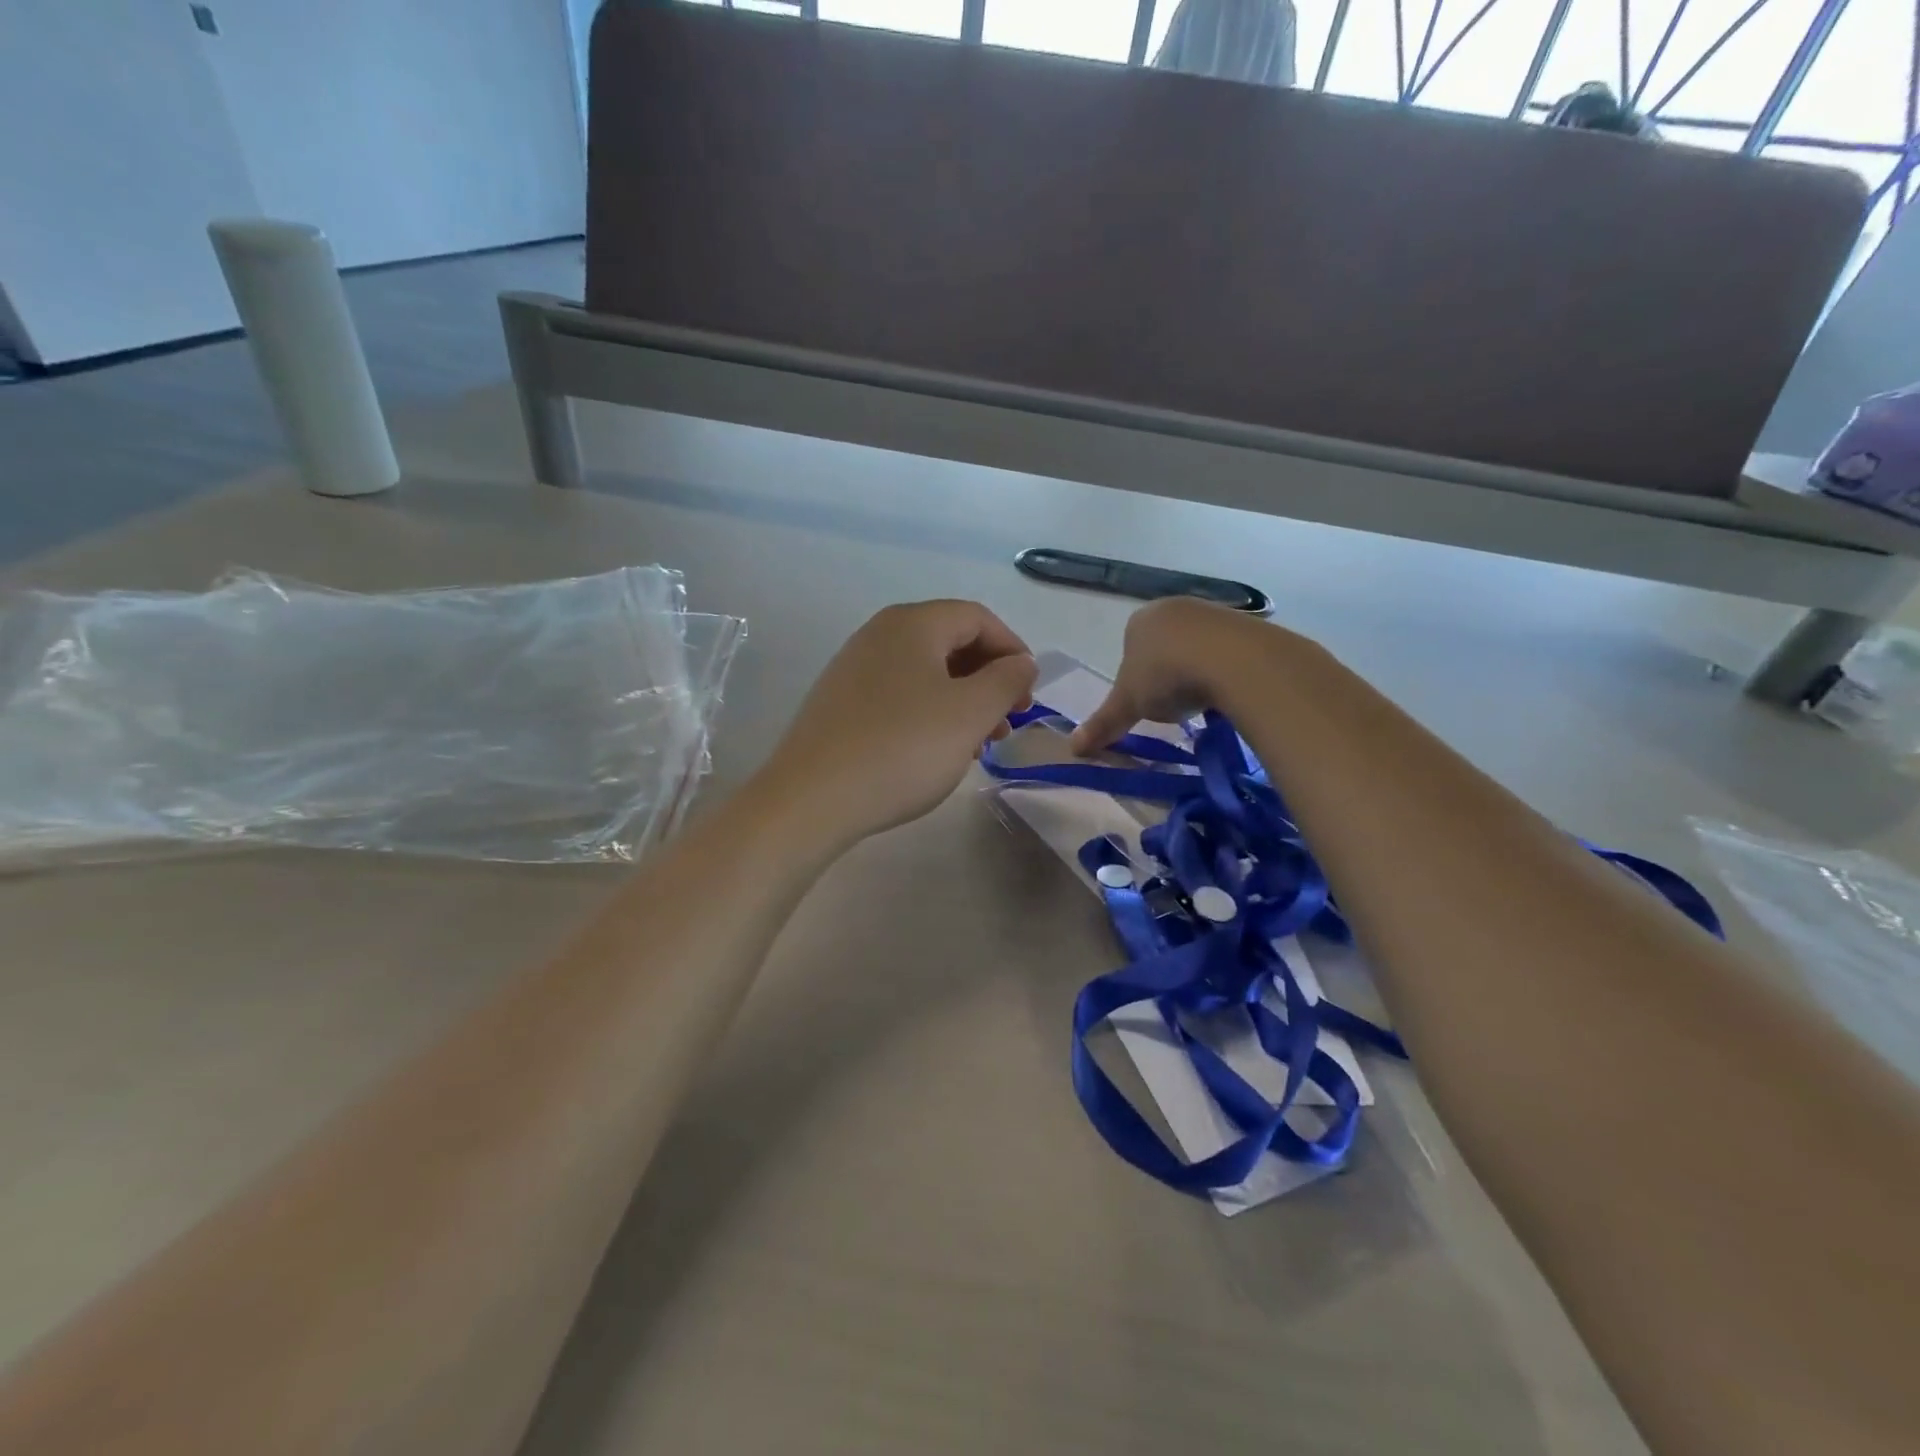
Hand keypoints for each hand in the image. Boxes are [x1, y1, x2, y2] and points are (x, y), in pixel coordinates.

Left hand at [760, 601, 1037, 847]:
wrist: (812, 798)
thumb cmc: (903, 748)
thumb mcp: (970, 713)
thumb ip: (1006, 681)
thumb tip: (1022, 663)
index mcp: (912, 624)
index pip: (977, 618)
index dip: (1013, 650)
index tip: (1029, 694)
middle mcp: (879, 634)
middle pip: (950, 642)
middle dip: (988, 679)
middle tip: (1007, 722)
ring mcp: (853, 668)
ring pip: (925, 672)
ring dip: (962, 701)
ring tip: (978, 745)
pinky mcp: (839, 703)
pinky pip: (898, 695)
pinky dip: (929, 713)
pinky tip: (936, 751)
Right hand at [1071, 596, 1274, 753]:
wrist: (1232, 660)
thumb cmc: (1166, 676)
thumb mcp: (1127, 705)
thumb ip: (1102, 724)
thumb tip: (1073, 749)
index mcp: (1139, 621)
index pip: (1131, 648)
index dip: (1137, 676)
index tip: (1147, 700)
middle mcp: (1173, 607)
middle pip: (1165, 644)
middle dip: (1169, 672)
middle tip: (1174, 701)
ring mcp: (1211, 611)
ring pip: (1198, 646)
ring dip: (1198, 670)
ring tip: (1203, 699)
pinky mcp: (1245, 622)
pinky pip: (1229, 649)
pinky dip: (1226, 669)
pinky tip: (1228, 690)